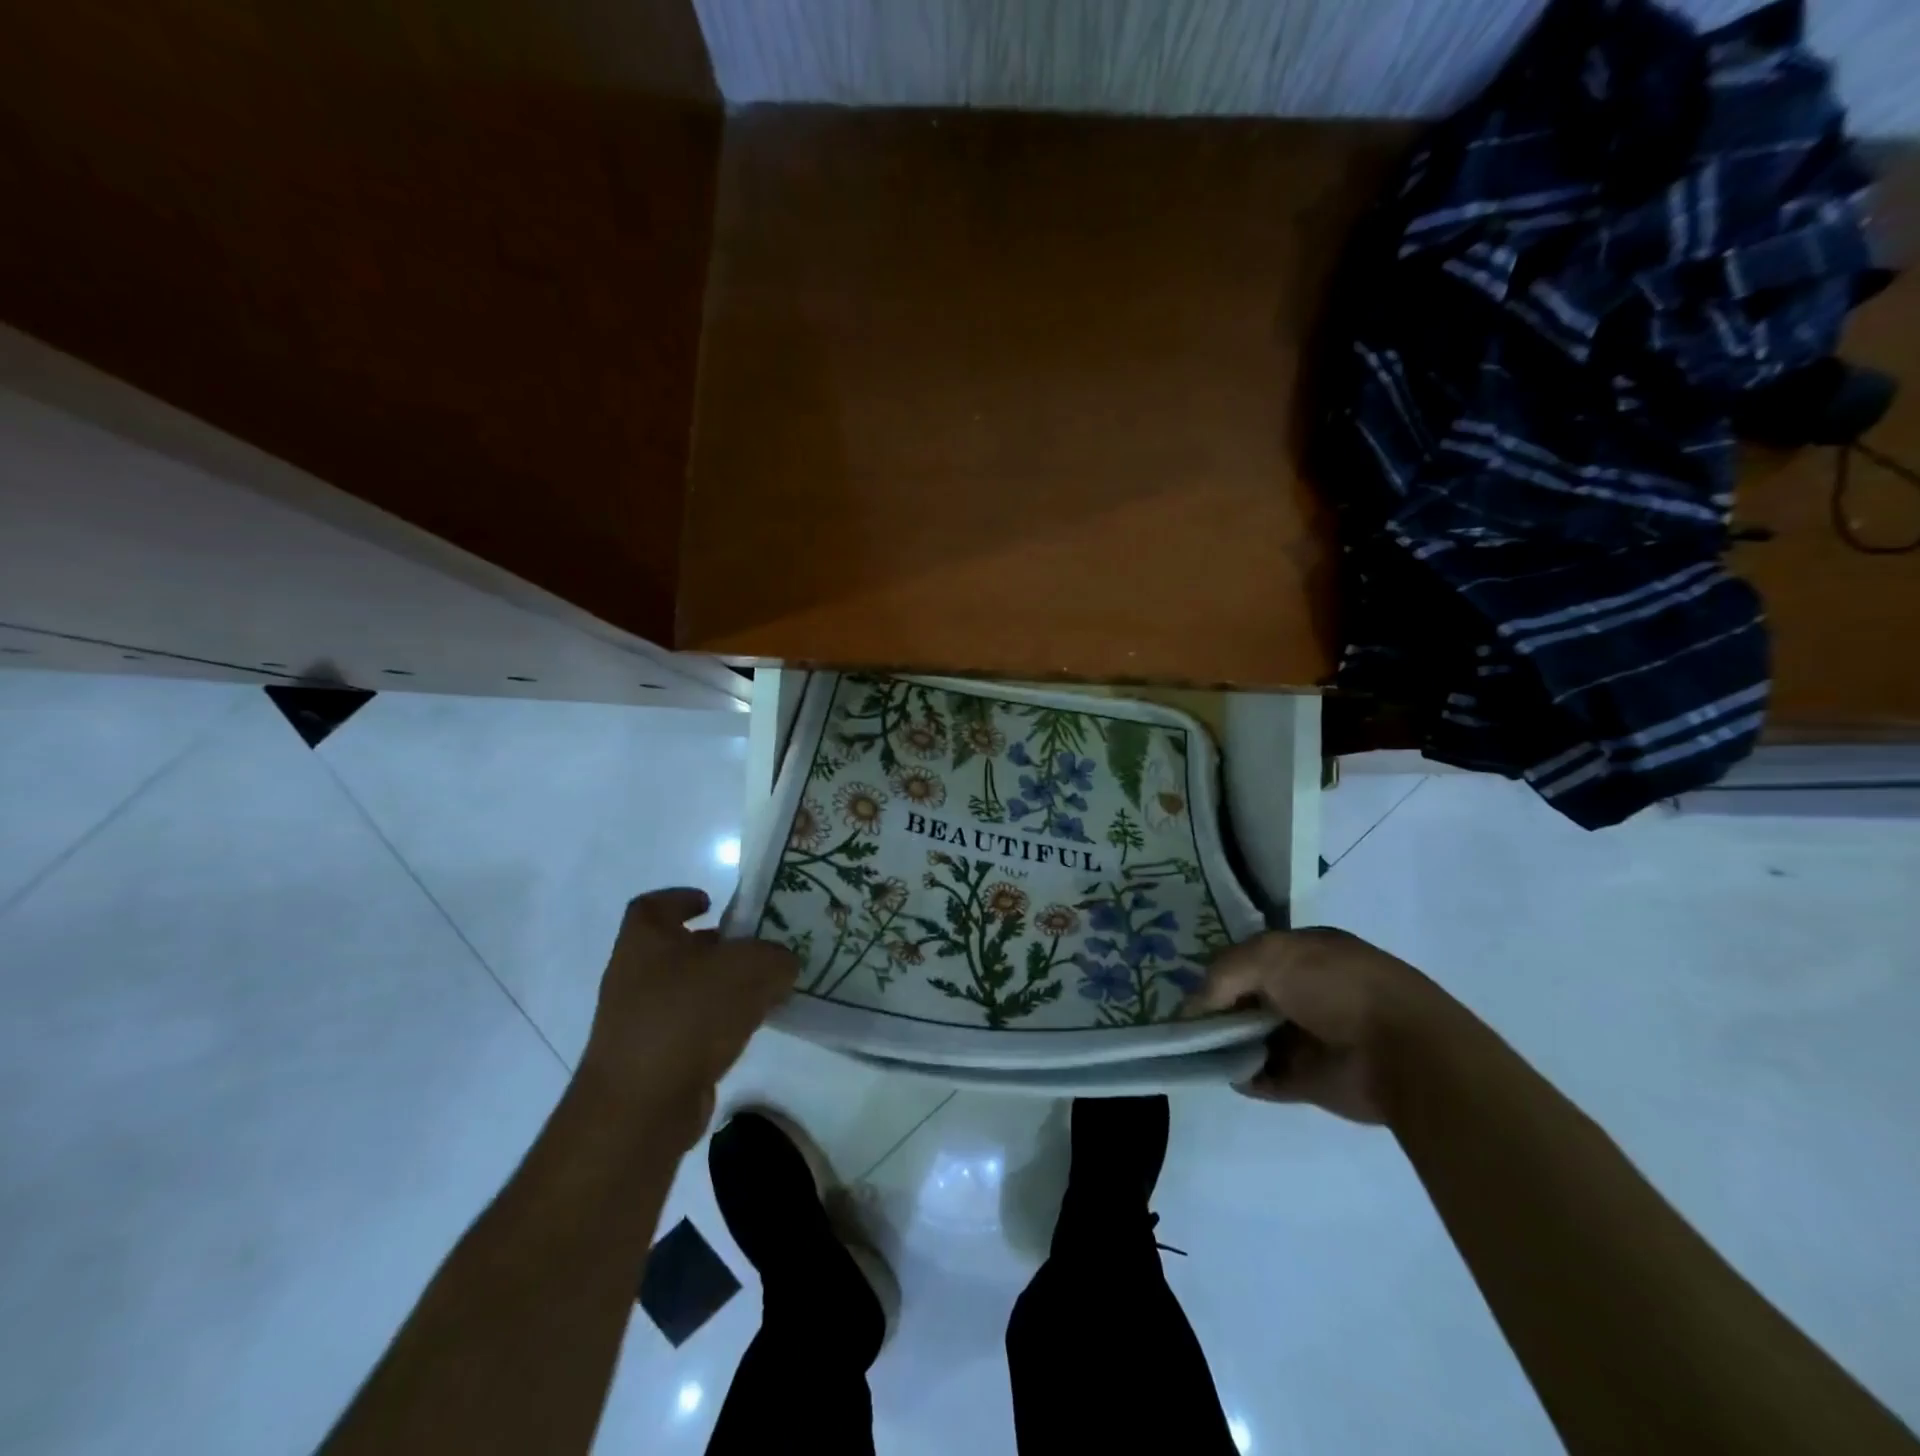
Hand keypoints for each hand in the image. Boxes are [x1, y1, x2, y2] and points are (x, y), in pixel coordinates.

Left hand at [577, 889, 796, 1144]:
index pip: (653, 906)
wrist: (640, 1107)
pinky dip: (717, 1024)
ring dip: (721, 987)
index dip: (681, 898)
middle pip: (676, 949)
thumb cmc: (687, 1016)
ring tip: (764, 989)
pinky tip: (749, 1028)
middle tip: (756, 946)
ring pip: (686, 990)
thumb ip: (775, 957)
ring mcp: (638, 1021)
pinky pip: (690, 1028)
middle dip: (715, 946)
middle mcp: (634, 976)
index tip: (712, 903)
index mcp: (645, 941)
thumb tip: (783, 963)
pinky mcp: (652, 1059)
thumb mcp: (748, 969)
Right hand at [1184, 927, 1452, 1123]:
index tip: (1193, 985)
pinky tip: (1220, 1071)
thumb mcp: (1271, 955)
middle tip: (1185, 1020)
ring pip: (1254, 1037)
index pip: (1253, 956)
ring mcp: (1312, 1037)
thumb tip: (1194, 1004)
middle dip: (1220, 1008)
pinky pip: (1266, 1076)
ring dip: (1226, 1043)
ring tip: (1192, 1048)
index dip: (1223, 969)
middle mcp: (1309, 992)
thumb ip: (1224, 972)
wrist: (1404, 1053)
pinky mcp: (1313, 1080)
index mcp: (1308, 953)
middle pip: (1251, 998)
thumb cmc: (1338, 987)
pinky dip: (1243, 1076)